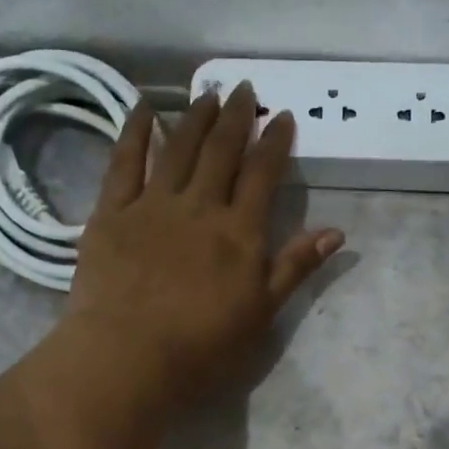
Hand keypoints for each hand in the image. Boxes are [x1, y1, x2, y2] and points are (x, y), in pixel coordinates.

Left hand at [65, 84, 343, 406]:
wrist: (128, 358)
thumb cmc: (201, 348)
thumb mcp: (261, 314)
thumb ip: (294, 268)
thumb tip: (337, 232)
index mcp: (239, 232)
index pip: (263, 174)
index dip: (275, 142)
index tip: (282, 116)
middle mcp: (199, 206)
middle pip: (221, 151)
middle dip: (236, 117)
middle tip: (244, 89)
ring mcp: (152, 205)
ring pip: (178, 148)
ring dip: (195, 117)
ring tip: (207, 94)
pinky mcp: (111, 213)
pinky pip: (124, 162)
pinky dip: (135, 131)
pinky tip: (142, 108)